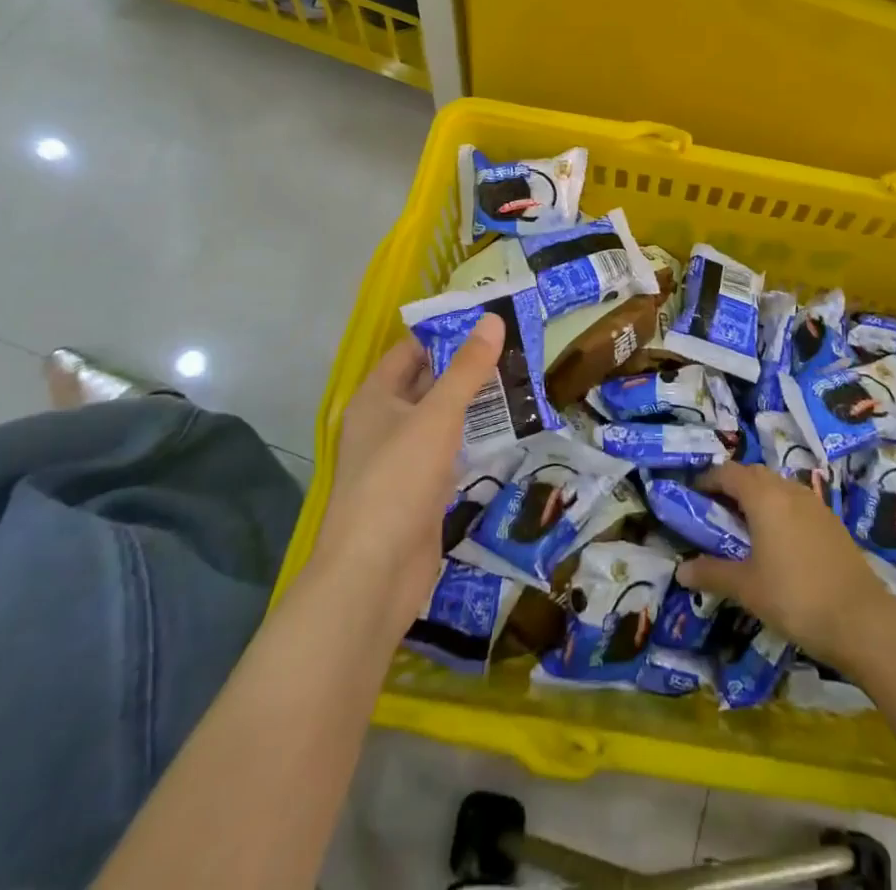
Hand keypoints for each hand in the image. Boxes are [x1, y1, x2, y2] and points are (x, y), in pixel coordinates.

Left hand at [306, 317, 504, 631]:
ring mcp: (402, 460)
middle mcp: (385, 423)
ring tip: (522, 381)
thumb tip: (492, 320)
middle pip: (428, 382)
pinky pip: (450, 452)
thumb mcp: (437, 416)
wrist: (374, 574)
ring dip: (476, 404)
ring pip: (442, 419)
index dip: (447, 332)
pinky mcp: (420, 491)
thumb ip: (467, 370)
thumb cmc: (398, 481)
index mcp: (376, 397)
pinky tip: (509, 431)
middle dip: (468, 367)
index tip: (490, 320)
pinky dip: (475, 440)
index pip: (411, 350)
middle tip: (516, 348)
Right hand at [676, 462, 890, 667]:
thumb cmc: (795, 597)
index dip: (708, 479)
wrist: (861, 620)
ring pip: (778, 486)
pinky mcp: (831, 522)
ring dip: (758, 496)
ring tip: (744, 526)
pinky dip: (779, 510)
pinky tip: (778, 541)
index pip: (729, 472)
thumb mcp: (747, 588)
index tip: (692, 495)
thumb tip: (681, 571)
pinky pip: (796, 503)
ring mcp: (814, 504)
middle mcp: (788, 490)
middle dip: (732, 486)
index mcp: (764, 496)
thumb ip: (712, 574)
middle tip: (715, 511)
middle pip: (754, 474)